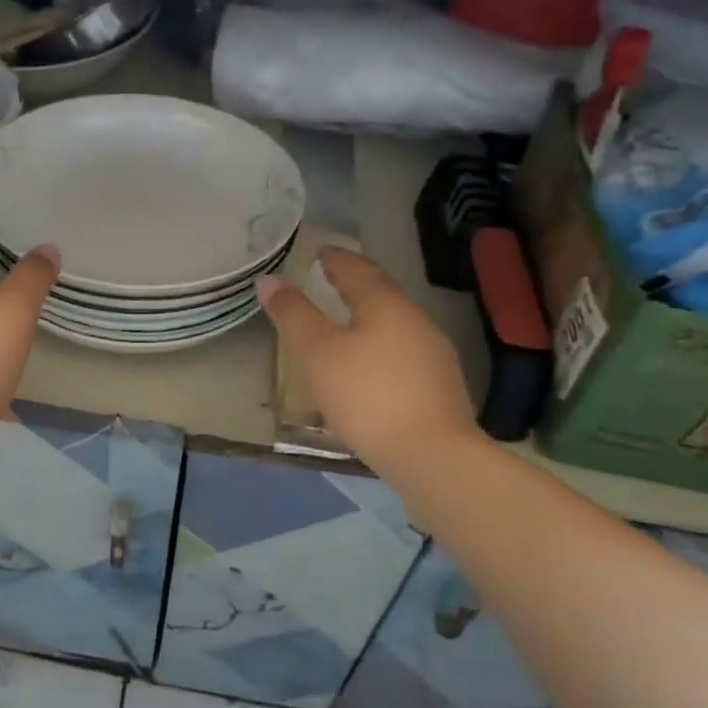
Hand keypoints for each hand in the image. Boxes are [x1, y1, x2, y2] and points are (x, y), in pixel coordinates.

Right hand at [256, 249, 482, 474]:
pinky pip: (402, 353)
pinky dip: (380, 348)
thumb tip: (269, 280)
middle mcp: (415, 320)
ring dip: (367, 318)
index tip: (320, 252)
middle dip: (354, 285)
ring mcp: (433, 354)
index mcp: (385, 304)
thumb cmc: (366, 395)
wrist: (431, 456)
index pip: (357, 269)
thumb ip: (293, 314)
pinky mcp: (439, 386)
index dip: (335, 259)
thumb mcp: (317, 353)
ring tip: (343, 324)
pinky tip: (368, 367)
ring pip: (393, 324)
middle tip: (328, 281)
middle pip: (380, 294)